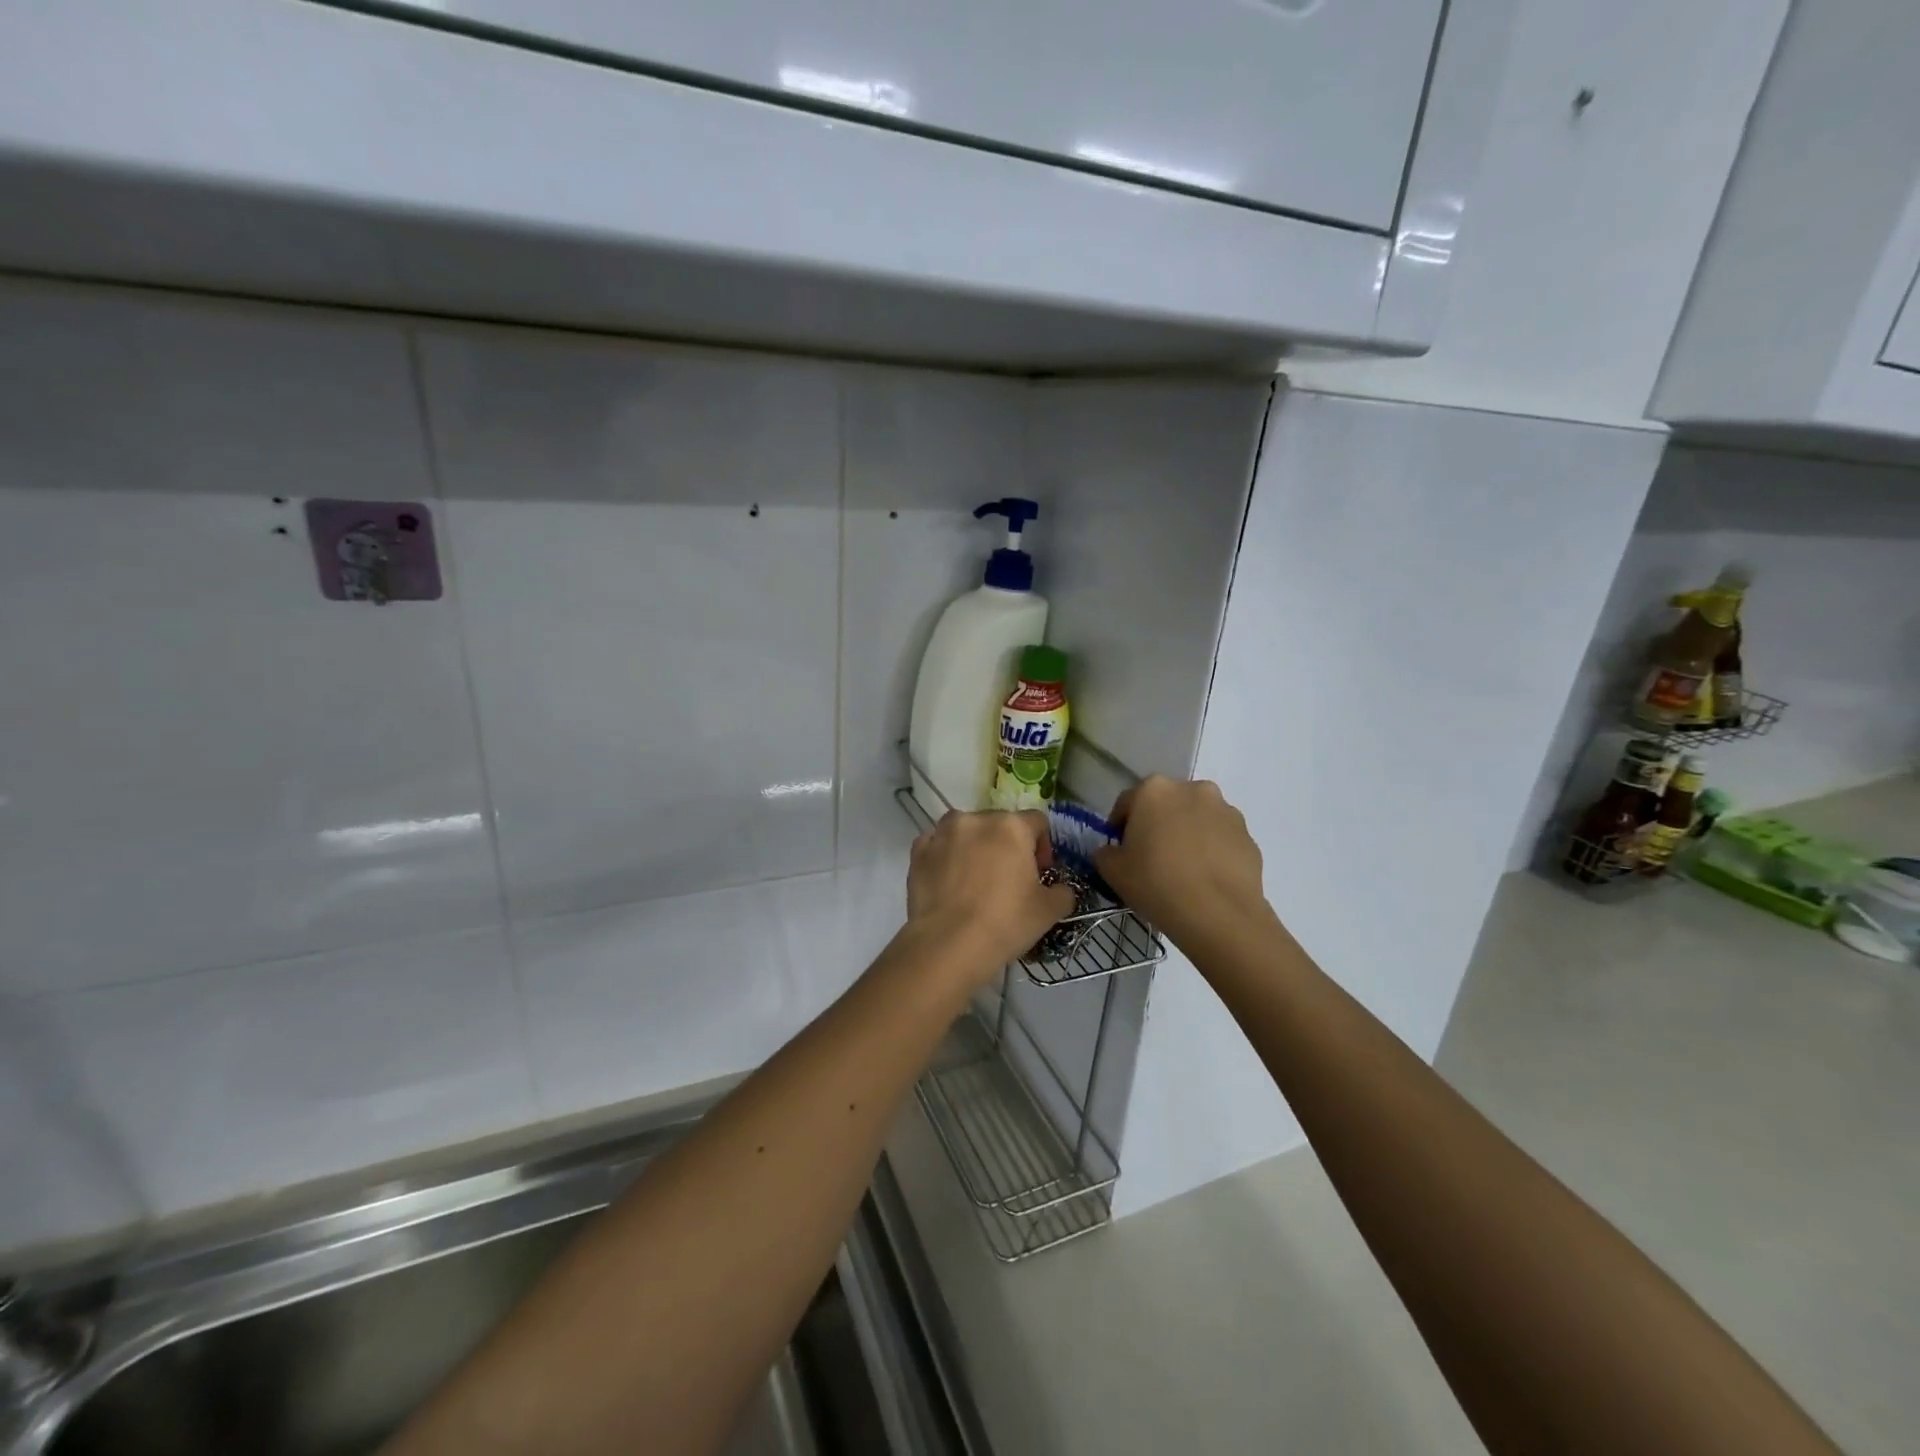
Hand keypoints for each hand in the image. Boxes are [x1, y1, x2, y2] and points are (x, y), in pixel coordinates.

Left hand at [906, 811, 1076, 986]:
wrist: (947, 945)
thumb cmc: (1005, 922)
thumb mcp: (1049, 911)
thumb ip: (1063, 892)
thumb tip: (1060, 889)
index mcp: (1011, 826)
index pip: (1037, 822)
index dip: (1043, 846)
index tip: (1040, 874)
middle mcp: (975, 819)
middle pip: (999, 824)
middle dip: (1007, 846)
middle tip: (1009, 880)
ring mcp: (942, 833)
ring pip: (966, 832)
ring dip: (975, 847)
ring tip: (975, 881)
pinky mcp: (917, 851)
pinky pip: (937, 846)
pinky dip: (946, 858)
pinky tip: (949, 884)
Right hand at [1095, 777, 1270, 950]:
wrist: (1219, 914)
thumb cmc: (1157, 883)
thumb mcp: (1112, 871)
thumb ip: (1105, 853)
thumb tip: (1111, 851)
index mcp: (1154, 790)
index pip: (1127, 802)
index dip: (1119, 826)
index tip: (1120, 850)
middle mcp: (1192, 789)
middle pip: (1166, 804)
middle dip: (1158, 824)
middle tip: (1151, 857)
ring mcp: (1225, 810)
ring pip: (1197, 818)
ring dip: (1188, 833)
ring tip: (1183, 869)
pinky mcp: (1248, 835)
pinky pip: (1221, 838)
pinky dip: (1212, 850)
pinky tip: (1205, 878)